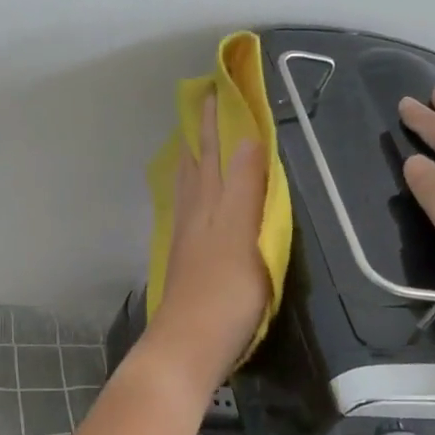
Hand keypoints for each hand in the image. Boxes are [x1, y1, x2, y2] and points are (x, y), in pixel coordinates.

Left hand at [145, 92, 268, 387]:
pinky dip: (190, 191)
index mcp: (210, 204)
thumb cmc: (226, 293)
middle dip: (200, 135)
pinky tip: (192, 199)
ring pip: (187, 188)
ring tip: (192, 142)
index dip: (216, 123)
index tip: (216, 90)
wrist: (190, 345)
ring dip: (192, 160)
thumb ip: (245, 187)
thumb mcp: (243, 235)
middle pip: (196, 166)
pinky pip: (187, 210)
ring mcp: (187, 239)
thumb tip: (248, 138)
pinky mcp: (186, 261)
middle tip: (202, 105)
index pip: (214, 153)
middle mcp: (194, 214)